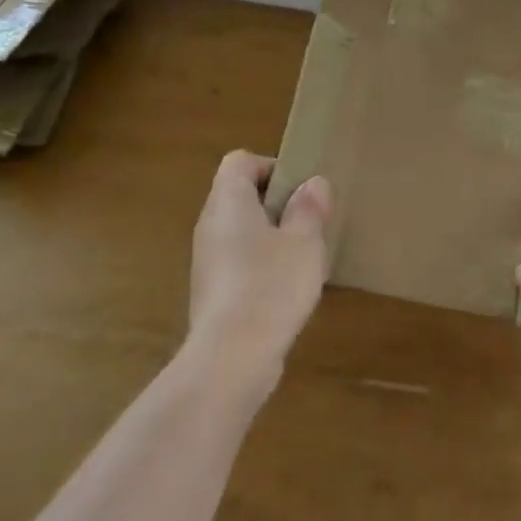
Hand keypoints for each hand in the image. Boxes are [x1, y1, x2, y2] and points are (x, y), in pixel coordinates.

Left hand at [186, 151, 331, 390]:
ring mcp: (207, 260)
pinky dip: (261, 264)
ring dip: (272, 236)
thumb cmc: (270, 285)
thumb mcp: (304, 241)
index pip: (240, 161)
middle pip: (240, 195)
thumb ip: (309, 207)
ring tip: (304, 255)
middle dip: (277, 203)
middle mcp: (210, 225)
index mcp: (228, 202)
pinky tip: (287, 288)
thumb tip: (313, 184)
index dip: (271, 166)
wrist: (231, 358)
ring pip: (241, 230)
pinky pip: (238, 261)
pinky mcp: (212, 292)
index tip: (300, 189)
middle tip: (309, 221)